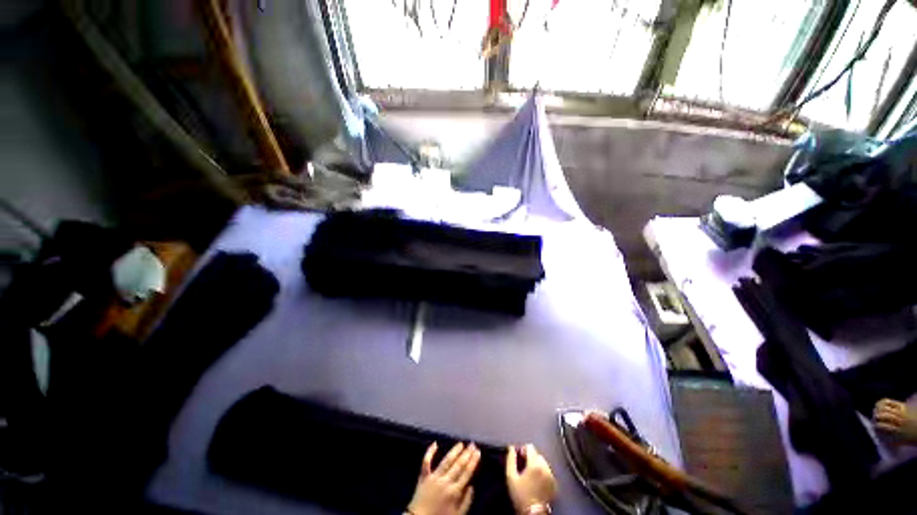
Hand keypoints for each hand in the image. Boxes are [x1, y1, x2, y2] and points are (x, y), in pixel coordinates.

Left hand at [408, 442, 480, 514]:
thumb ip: (466, 501)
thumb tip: (472, 486)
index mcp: (454, 492)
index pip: (466, 473)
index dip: (473, 462)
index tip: (478, 452)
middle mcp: (445, 482)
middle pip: (458, 465)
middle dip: (466, 454)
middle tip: (472, 444)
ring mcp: (434, 477)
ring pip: (446, 461)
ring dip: (454, 451)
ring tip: (461, 444)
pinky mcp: (423, 477)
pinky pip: (426, 462)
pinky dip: (429, 452)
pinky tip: (435, 444)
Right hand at [506, 445, 556, 512]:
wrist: (532, 513)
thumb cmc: (520, 495)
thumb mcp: (511, 476)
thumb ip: (510, 459)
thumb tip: (511, 448)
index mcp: (535, 464)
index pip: (530, 447)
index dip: (523, 450)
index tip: (519, 458)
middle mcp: (545, 468)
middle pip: (537, 454)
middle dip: (530, 458)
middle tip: (523, 468)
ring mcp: (551, 476)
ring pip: (543, 463)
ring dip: (537, 465)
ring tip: (530, 475)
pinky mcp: (554, 484)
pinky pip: (548, 472)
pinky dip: (543, 473)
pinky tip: (537, 481)